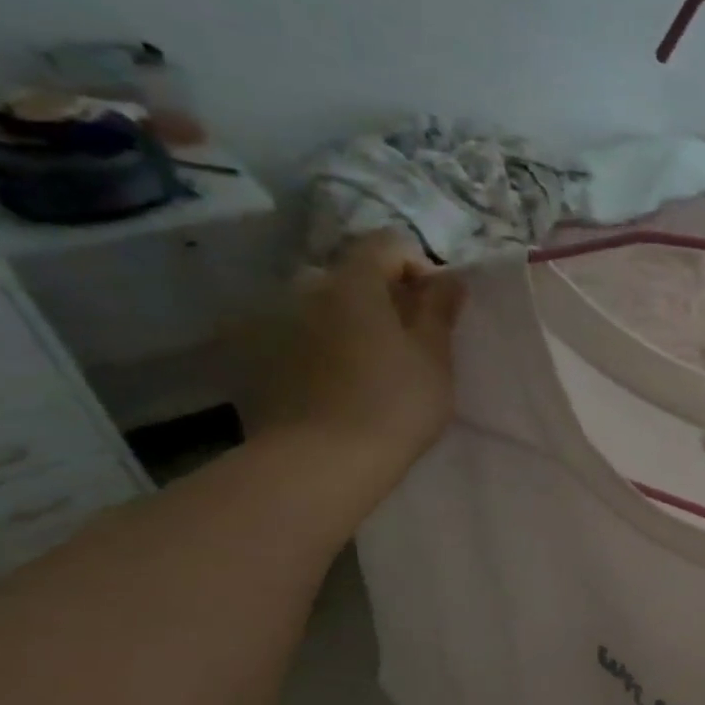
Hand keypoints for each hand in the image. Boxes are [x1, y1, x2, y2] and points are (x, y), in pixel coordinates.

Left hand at [246, 230, 464, 491]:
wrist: (322, 461)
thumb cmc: (395, 403)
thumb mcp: (435, 357)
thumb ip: (440, 309)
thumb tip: (448, 277)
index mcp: (353, 283)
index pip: (386, 244)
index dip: (418, 267)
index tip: (436, 308)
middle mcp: (306, 290)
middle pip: (351, 276)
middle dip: (382, 297)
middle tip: (409, 341)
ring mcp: (274, 323)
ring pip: (323, 307)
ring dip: (350, 322)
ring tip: (373, 365)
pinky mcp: (256, 359)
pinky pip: (299, 337)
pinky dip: (322, 347)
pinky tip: (340, 385)